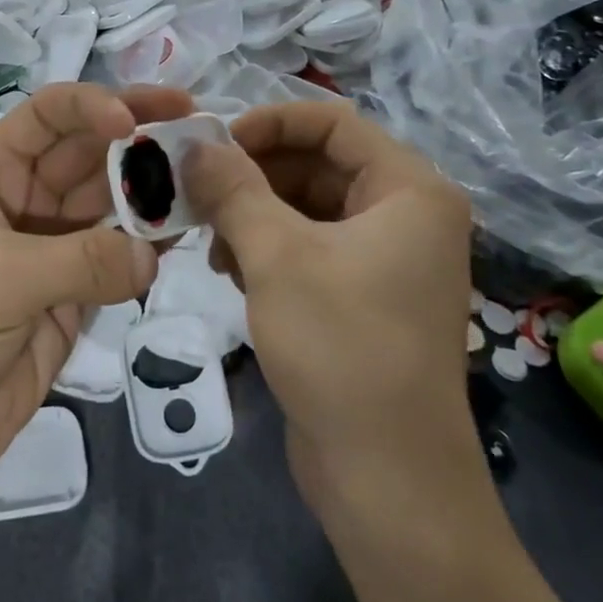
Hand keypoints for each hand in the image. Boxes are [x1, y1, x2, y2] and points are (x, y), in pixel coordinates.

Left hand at [0, 83, 191, 506]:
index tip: (134, 123)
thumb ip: (81, 261)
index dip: (92, 106)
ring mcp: (52, 248)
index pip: (47, 116)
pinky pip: (119, 259)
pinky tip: (184, 235)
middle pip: (89, 152)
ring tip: (205, 184)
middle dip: (138, 140)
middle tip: (200, 135)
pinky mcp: (73, 296)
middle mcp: (24, 199)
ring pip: (111, 203)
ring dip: (152, 191)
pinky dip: (150, 246)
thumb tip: (153, 257)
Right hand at [182, 101, 479, 511]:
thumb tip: (193, 142)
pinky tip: (231, 271)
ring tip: (210, 241)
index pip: (332, 122)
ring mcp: (387, 258)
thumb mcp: (276, 256)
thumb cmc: (340, 348)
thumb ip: (232, 188)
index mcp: (409, 189)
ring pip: (308, 206)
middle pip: (318, 163)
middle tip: (196, 192)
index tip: (211, 145)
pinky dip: (268, 248)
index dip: (268, 122)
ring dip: (254, 213)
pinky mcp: (364, 295)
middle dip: (253, 174)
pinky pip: (310, 246)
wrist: (387, 479)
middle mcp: (407, 214)